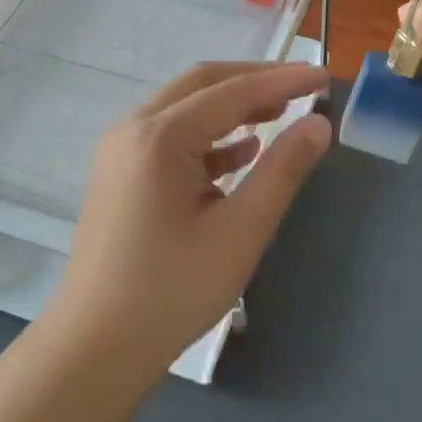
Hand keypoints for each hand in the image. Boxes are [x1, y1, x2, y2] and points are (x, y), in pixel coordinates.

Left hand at [50, 63, 331, 375]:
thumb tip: (318, 123)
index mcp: (160, 136)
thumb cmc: (173, 289)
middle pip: (202, 85)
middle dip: (254, 81)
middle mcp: (134, 128)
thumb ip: (282, 170)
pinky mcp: (119, 174)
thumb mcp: (240, 230)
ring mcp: (120, 150)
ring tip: (279, 115)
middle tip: (301, 89)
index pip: (232, 91)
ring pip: (185, 108)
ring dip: (231, 107)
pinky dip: (209, 137)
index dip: (282, 80)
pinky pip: (170, 137)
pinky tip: (242, 153)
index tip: (324, 75)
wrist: (96, 346)